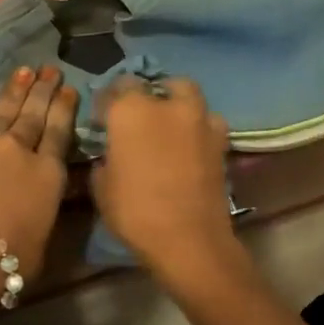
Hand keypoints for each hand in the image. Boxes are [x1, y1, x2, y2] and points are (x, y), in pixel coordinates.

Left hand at [0, 65, 77, 280]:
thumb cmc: (9, 260)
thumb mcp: (44, 236)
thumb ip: (45, 208)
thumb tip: (44, 195)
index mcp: (47, 173)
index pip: (60, 132)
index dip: (65, 108)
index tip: (69, 88)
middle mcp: (17, 152)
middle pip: (33, 115)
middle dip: (43, 91)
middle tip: (50, 69)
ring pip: (1, 113)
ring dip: (13, 91)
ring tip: (24, 71)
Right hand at [90, 79, 239, 277]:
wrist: (189, 239)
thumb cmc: (135, 212)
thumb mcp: (102, 187)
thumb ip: (105, 159)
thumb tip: (111, 153)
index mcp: (131, 111)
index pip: (118, 86)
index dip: (110, 101)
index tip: (105, 118)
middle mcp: (167, 106)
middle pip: (158, 85)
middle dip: (149, 94)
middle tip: (140, 116)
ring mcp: (200, 120)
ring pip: (188, 95)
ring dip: (178, 104)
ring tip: (170, 125)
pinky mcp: (221, 140)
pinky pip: (208, 121)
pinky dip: (199, 126)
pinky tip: (191, 144)